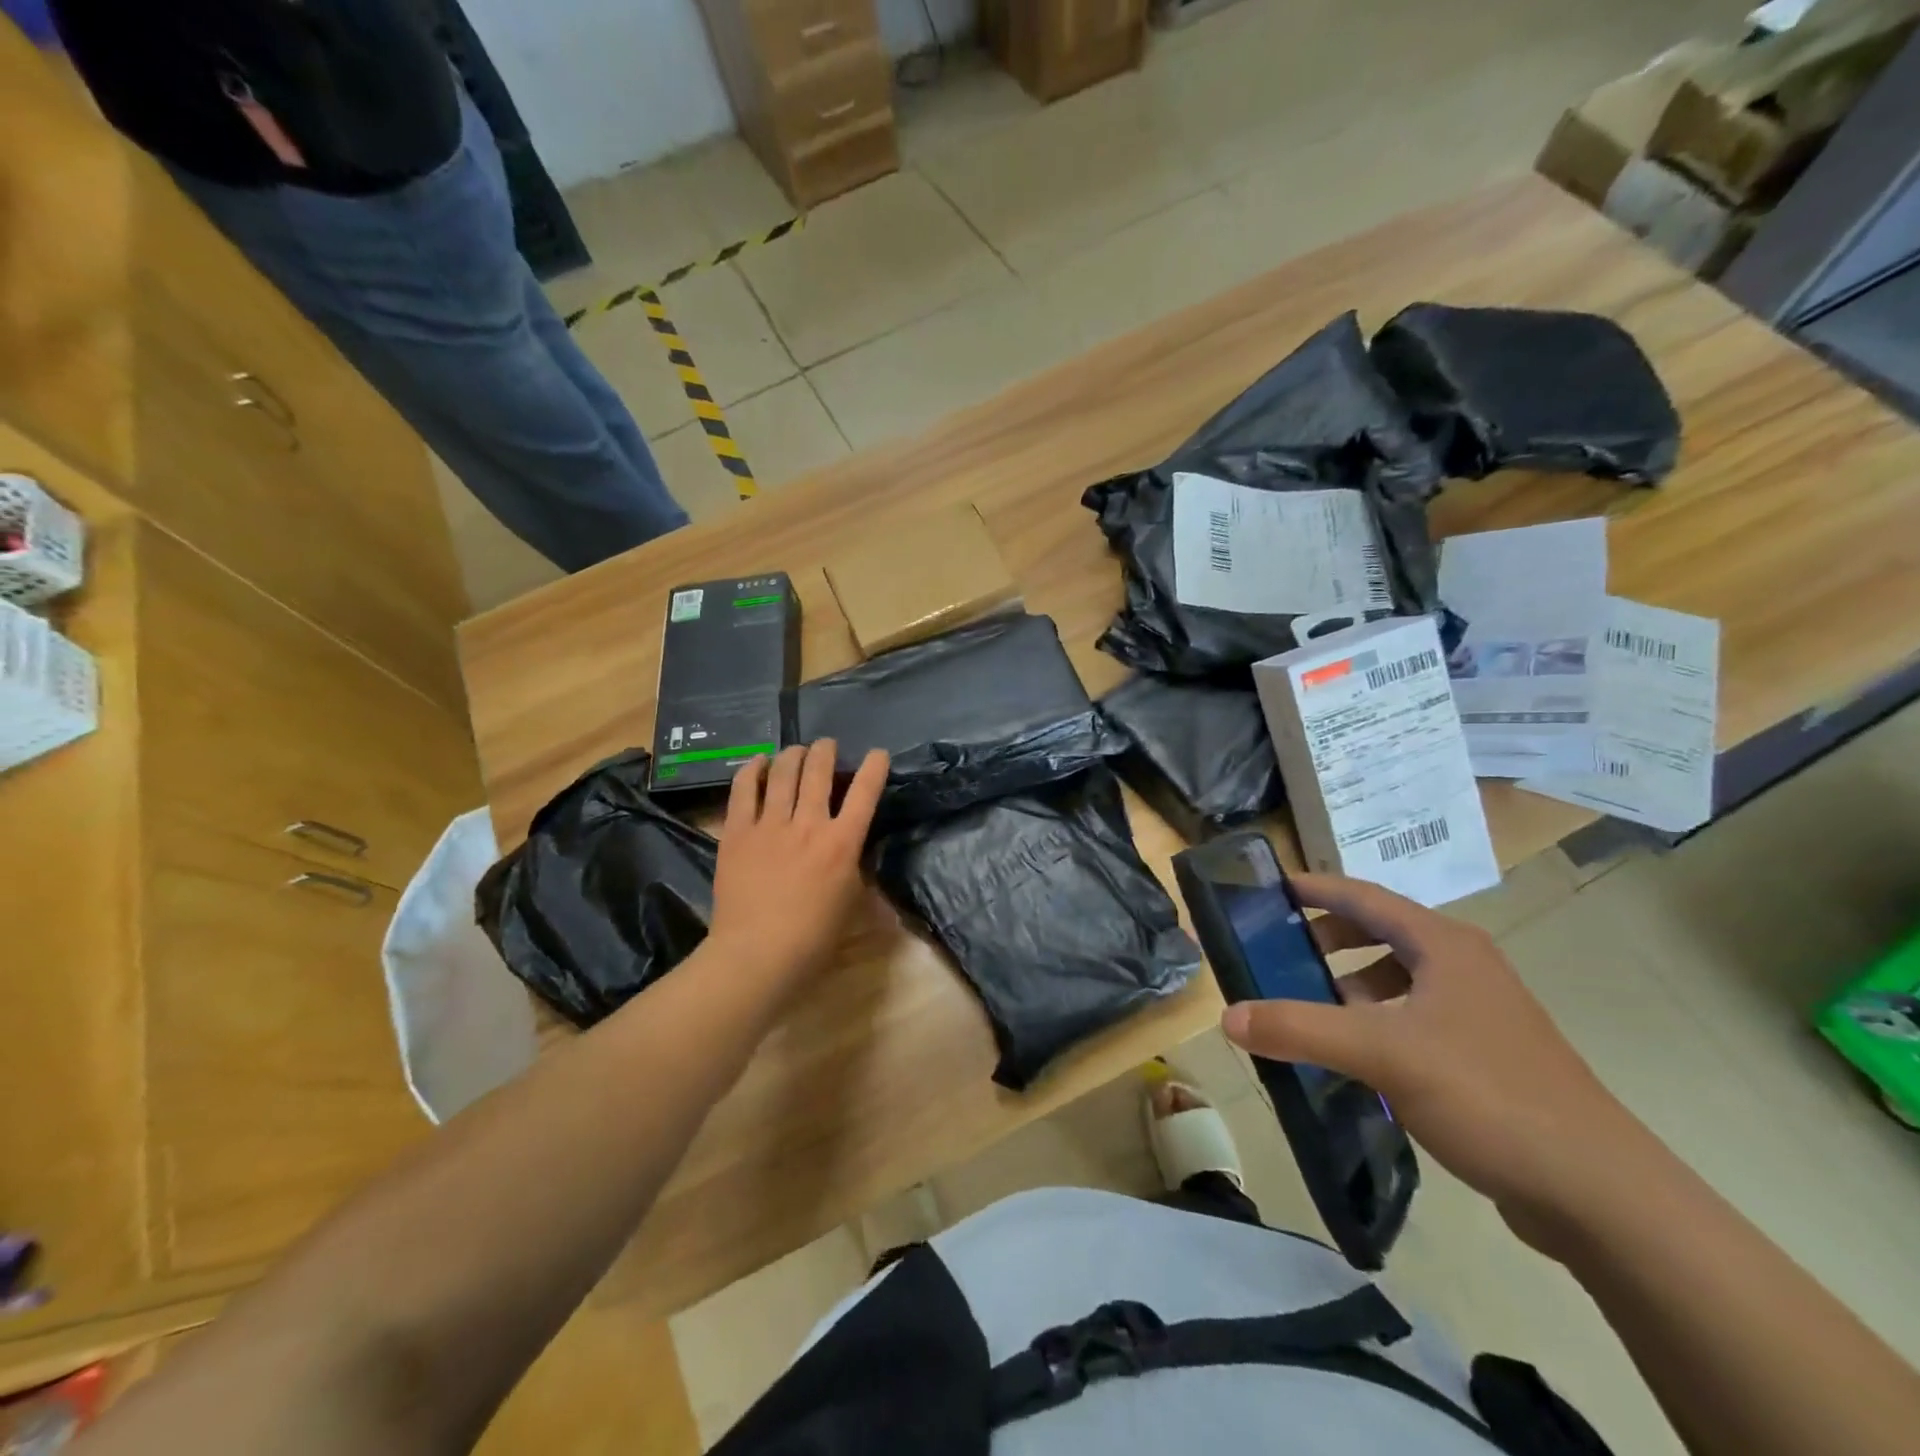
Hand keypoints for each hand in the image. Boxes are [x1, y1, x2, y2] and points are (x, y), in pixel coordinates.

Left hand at [705, 740, 888, 988]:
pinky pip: (744, 790)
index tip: (878, 753)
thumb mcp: (851, 906)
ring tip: (796, 749)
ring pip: (783, 773)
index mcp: (842, 844)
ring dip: (792, 754)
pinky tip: (757, 762)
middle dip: (826, 751)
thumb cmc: (813, 940)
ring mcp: (770, 825)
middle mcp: (809, 825)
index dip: (875, 767)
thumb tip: (865, 866)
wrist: (756, 955)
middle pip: (819, 771)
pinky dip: (751, 770)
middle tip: (827, 745)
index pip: (866, 793)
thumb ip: (859, 876)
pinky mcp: (737, 832)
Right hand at [1220, 872, 1650, 1249]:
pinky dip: (1376, 1023)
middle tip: (1278, 952)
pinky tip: (1355, 1059)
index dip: (1313, 888)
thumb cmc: (1487, 1095)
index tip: (1266, 891)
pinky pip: (1414, 1019)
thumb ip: (1300, 1028)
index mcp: (1443, 945)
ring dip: (1351, 984)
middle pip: (1381, 932)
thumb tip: (1227, 1017)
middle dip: (1327, 938)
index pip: (1363, 895)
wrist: (1599, 1193)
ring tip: (1309, 1007)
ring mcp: (1480, 1012)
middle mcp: (1463, 966)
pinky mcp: (1485, 1056)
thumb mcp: (1382, 1053)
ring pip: (1398, 978)